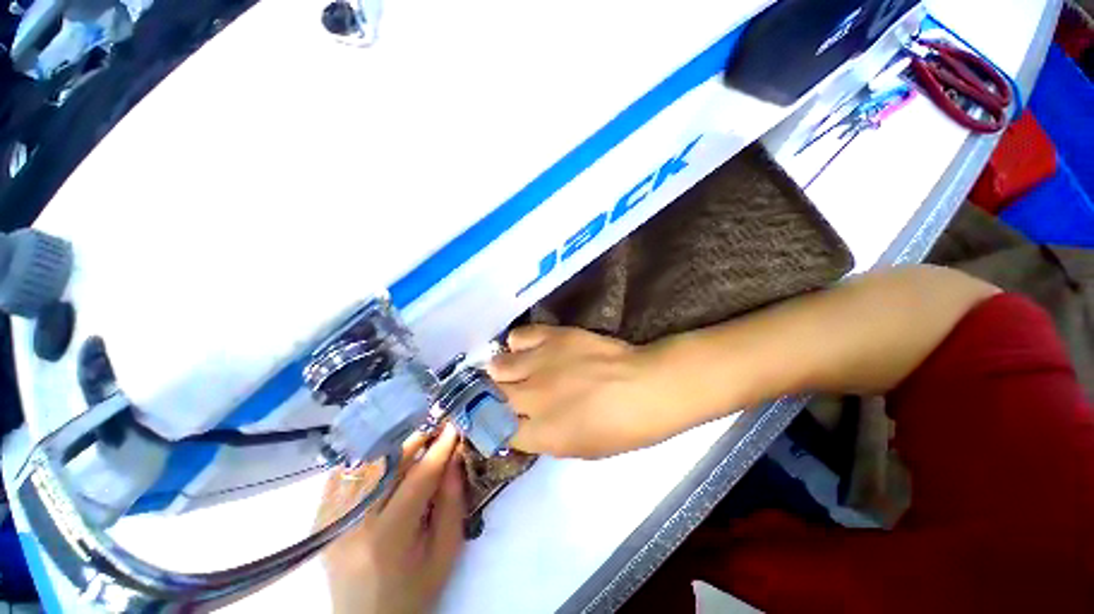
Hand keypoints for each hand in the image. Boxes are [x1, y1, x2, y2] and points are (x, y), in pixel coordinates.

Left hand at [315, 424, 465, 613]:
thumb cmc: (414, 590)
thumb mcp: (445, 552)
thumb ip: (453, 501)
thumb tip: (455, 456)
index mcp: (389, 538)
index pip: (419, 478)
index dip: (439, 448)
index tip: (454, 426)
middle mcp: (353, 525)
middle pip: (386, 465)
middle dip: (415, 439)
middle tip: (435, 428)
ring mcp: (331, 521)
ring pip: (361, 464)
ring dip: (390, 445)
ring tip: (412, 438)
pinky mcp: (320, 521)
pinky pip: (341, 476)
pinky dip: (364, 458)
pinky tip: (381, 454)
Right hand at [488, 325, 671, 458]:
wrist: (646, 386)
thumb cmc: (622, 428)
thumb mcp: (580, 449)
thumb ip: (544, 437)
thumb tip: (522, 424)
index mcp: (541, 434)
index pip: (496, 430)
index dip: (493, 425)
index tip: (495, 420)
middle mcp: (533, 398)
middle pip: (490, 396)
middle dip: (492, 397)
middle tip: (503, 394)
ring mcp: (541, 364)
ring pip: (498, 366)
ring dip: (502, 371)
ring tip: (515, 370)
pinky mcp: (553, 337)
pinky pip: (519, 336)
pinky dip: (518, 344)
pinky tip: (529, 349)